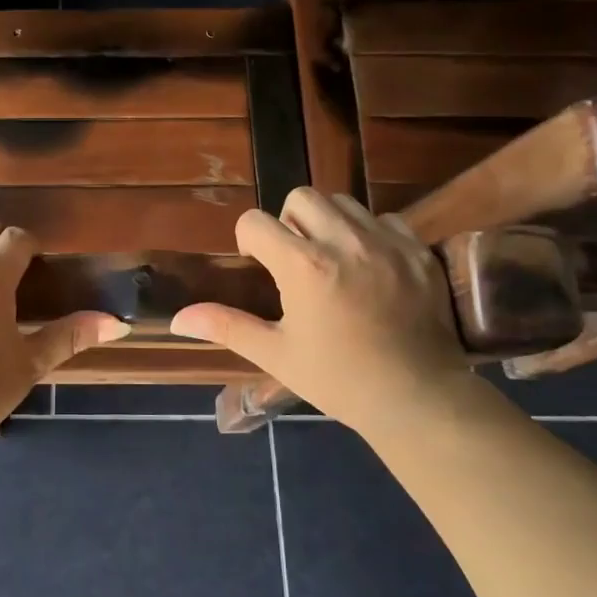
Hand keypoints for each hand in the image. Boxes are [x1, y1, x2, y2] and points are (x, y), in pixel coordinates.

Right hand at [169, 189, 469, 427]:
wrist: (418, 399)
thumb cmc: (338, 380)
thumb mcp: (276, 354)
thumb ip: (226, 326)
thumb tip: (177, 319)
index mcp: (303, 266)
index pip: (256, 222)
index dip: (250, 240)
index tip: (260, 265)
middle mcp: (344, 242)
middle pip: (301, 197)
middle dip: (289, 221)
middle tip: (297, 260)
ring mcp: (386, 242)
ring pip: (344, 202)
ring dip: (328, 222)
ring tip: (333, 259)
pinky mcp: (419, 251)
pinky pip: (386, 219)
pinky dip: (371, 234)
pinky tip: (372, 268)